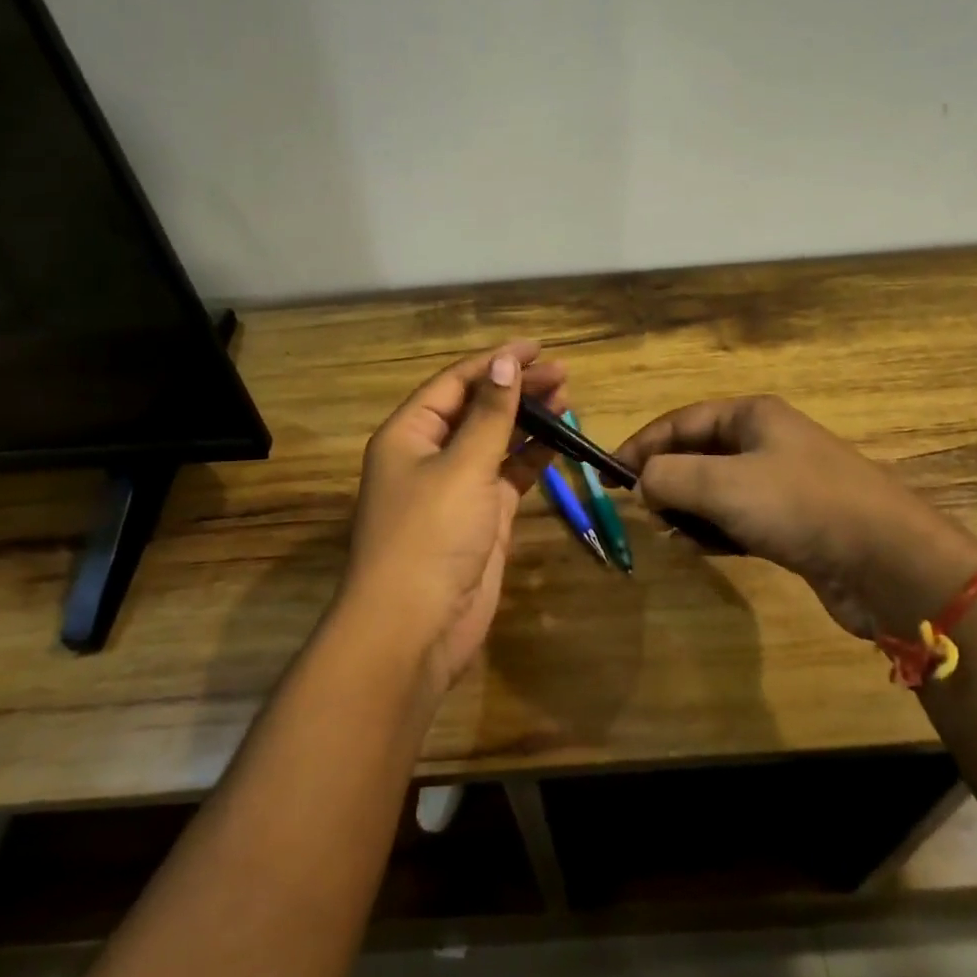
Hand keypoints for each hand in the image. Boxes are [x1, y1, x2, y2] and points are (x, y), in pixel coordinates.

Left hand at [341, 341, 565, 691]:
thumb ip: (490, 415)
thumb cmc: (430, 536)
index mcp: (409, 434)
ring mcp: (456, 488)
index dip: (495, 362)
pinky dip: (532, 457)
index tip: (537, 348)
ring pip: (496, 441)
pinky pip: (508, 475)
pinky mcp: (480, 517)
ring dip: (527, 420)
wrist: (415, 628)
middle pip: (477, 408)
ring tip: (567, 397)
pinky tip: (558, 440)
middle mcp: (430, 454)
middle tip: (563, 374)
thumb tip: (506, 364)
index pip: (456, 383)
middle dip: (517, 388)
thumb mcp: (463, 467)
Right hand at [617, 396, 976, 638]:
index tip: (606, 474)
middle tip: (642, 510)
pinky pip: (738, 519)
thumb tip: (641, 484)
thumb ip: (668, 477)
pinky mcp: (793, 523)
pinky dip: (716, 531)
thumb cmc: (799, 506)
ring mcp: (782, 483)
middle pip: (696, 454)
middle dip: (665, 481)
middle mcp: (766, 442)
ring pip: (715, 490)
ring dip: (689, 510)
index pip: (680, 422)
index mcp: (752, 416)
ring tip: (672, 534)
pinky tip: (705, 549)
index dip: (640, 445)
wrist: (886, 561)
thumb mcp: (722, 484)